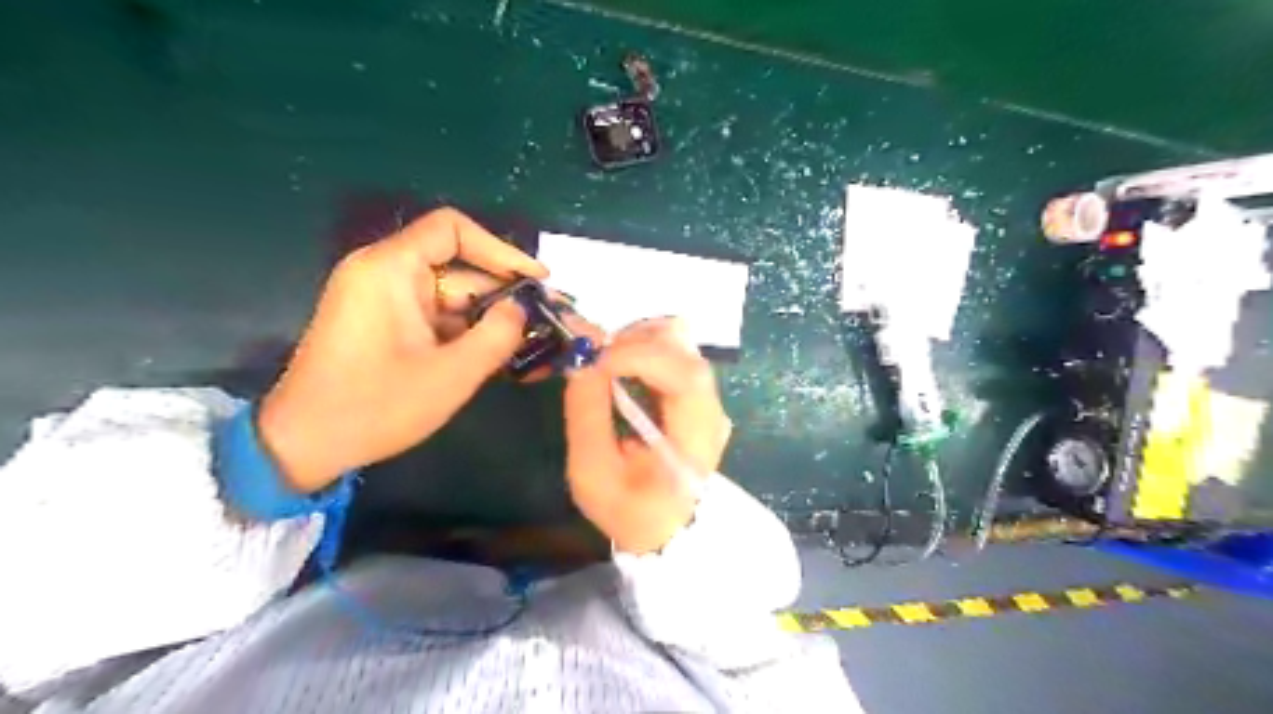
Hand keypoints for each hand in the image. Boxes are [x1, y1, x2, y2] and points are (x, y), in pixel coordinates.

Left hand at [257, 210, 547, 493]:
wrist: (304, 444)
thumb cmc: (376, 406)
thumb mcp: (452, 374)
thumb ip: (498, 335)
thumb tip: (522, 308)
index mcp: (390, 269)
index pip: (452, 229)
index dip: (500, 249)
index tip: (535, 279)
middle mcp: (381, 272)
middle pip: (455, 265)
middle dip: (499, 293)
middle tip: (540, 320)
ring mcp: (379, 298)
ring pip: (447, 294)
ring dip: (485, 317)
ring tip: (524, 343)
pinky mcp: (381, 322)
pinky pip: (432, 314)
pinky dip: (462, 330)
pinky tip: (491, 354)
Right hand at [562, 318, 731, 556]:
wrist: (666, 529)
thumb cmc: (628, 509)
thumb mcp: (592, 473)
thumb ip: (587, 414)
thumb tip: (581, 359)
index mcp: (694, 438)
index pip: (685, 375)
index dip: (639, 355)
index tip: (595, 360)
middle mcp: (711, 410)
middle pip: (685, 349)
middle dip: (635, 341)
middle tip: (595, 356)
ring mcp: (709, 399)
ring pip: (680, 342)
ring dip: (638, 340)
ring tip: (606, 362)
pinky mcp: (698, 393)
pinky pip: (674, 352)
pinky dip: (643, 348)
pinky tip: (620, 368)